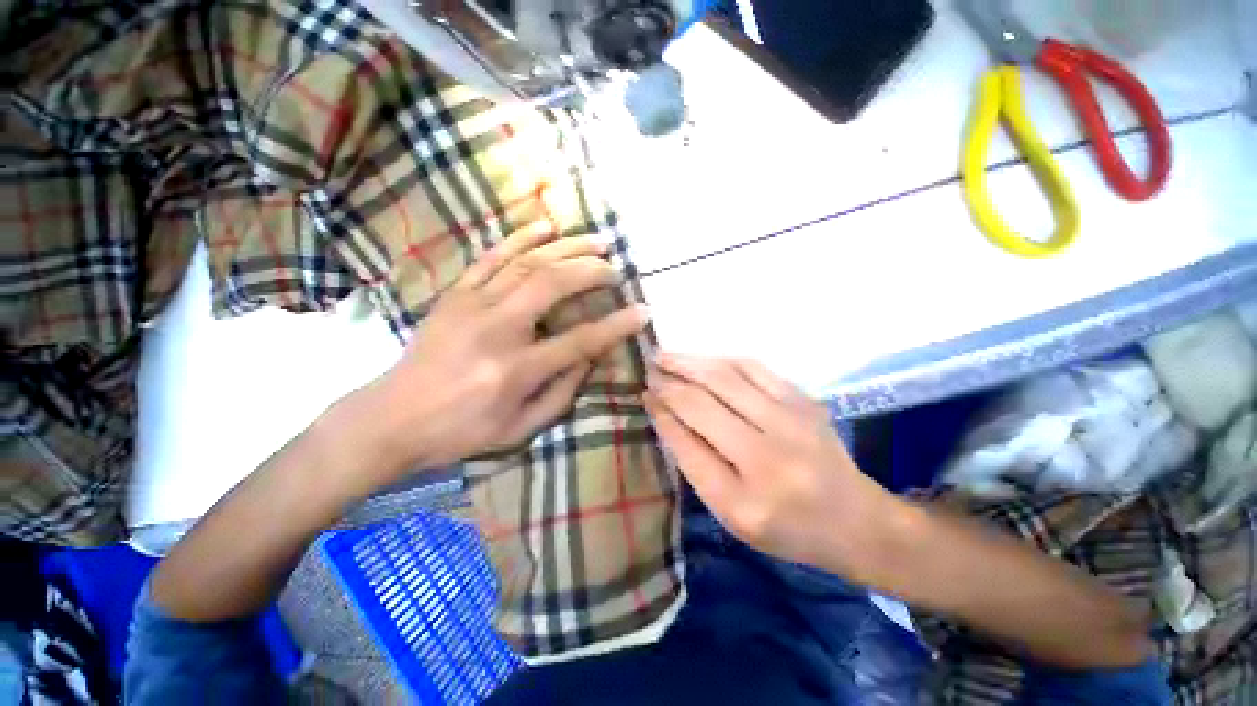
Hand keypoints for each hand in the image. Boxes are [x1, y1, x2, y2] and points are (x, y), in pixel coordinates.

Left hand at [363, 224, 648, 478]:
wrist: (390, 419)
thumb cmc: (461, 432)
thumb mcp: (520, 429)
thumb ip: (562, 392)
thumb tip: (591, 358)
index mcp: (515, 370)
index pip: (579, 340)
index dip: (616, 325)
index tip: (642, 312)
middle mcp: (496, 330)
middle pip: (552, 285)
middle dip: (591, 271)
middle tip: (615, 267)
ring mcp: (471, 305)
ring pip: (526, 262)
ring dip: (566, 247)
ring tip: (595, 240)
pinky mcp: (455, 295)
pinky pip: (491, 257)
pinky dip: (521, 237)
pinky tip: (546, 226)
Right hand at [644, 354, 898, 572]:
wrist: (855, 520)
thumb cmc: (786, 528)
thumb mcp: (732, 514)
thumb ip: (697, 466)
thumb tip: (667, 416)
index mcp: (743, 501)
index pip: (687, 444)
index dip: (661, 414)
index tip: (644, 395)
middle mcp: (768, 456)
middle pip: (703, 404)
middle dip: (669, 382)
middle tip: (648, 369)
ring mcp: (791, 421)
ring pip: (725, 377)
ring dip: (690, 363)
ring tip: (665, 356)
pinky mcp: (803, 400)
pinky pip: (754, 368)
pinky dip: (722, 360)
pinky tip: (704, 359)